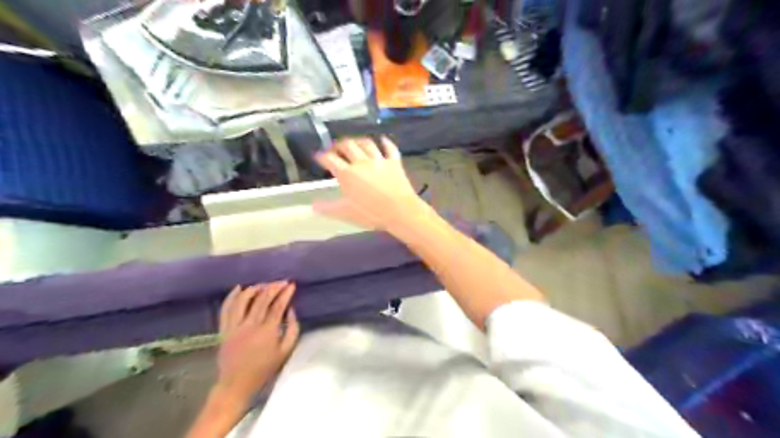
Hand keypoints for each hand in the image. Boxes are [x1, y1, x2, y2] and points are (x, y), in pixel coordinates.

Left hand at [214, 283, 298, 401]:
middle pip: (262, 299)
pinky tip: (239, 288)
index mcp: (267, 332)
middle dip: (273, 287)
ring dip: (255, 289)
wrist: (236, 384)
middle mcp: (250, 326)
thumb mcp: (286, 352)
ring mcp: (234, 327)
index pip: (278, 306)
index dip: (285, 293)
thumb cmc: (264, 369)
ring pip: (243, 301)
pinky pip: (226, 309)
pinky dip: (232, 296)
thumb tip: (291, 310)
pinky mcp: (224, 330)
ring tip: (264, 285)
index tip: (291, 285)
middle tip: (282, 282)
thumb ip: (293, 329)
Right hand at [314, 136, 432, 232]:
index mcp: (347, 174)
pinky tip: (383, 140)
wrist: (399, 211)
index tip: (319, 157)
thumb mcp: (346, 213)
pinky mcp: (394, 162)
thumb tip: (313, 205)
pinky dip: (386, 143)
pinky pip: (390, 148)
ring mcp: (379, 160)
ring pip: (367, 144)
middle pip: (347, 146)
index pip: (330, 159)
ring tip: (354, 143)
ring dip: (358, 141)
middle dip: (339, 145)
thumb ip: (328, 208)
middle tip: (335, 149)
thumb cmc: (371, 213)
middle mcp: (361, 162)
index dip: (322, 156)